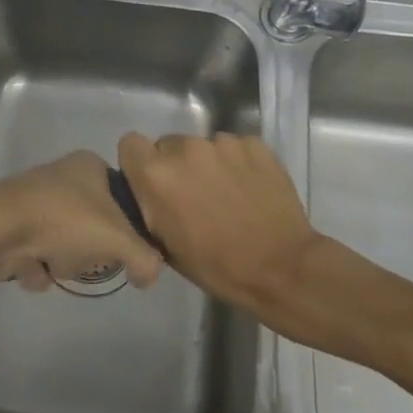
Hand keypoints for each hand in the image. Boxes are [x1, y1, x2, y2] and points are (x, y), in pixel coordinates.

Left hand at [0, 151, 165, 291]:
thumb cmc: (63, 220)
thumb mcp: (119, 239)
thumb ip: (146, 259)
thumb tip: (149, 275)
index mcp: (90, 165)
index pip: (125, 200)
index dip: (127, 229)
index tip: (121, 247)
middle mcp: (63, 177)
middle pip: (96, 227)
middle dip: (89, 252)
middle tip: (85, 256)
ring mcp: (36, 200)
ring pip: (67, 244)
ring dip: (64, 263)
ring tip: (52, 262)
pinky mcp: (14, 223)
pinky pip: (39, 254)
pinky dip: (38, 267)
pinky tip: (31, 267)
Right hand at [117, 132, 325, 310]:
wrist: (282, 269)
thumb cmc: (217, 266)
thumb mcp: (165, 246)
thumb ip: (149, 209)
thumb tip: (147, 196)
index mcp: (156, 174)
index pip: (130, 144)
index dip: (139, 163)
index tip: (153, 184)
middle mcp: (184, 148)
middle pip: (168, 145)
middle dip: (176, 166)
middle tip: (193, 196)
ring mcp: (222, 143)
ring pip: (202, 146)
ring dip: (208, 165)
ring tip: (227, 195)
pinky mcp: (254, 144)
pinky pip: (234, 148)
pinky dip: (238, 163)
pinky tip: (250, 189)